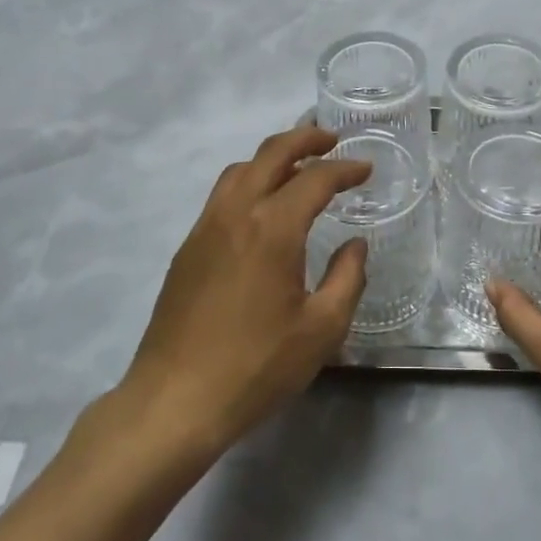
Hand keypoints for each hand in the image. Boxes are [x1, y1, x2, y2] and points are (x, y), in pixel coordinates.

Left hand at [117, 126, 370, 458]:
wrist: (174, 400)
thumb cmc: (256, 366)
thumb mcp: (320, 330)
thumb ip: (347, 278)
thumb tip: (355, 244)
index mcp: (272, 228)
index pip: (314, 179)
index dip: (345, 169)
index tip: (366, 169)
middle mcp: (235, 214)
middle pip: (270, 154)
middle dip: (304, 139)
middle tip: (332, 140)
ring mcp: (205, 228)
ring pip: (240, 170)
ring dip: (272, 158)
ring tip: (298, 167)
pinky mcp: (187, 248)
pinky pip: (222, 195)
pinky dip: (249, 181)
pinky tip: (262, 209)